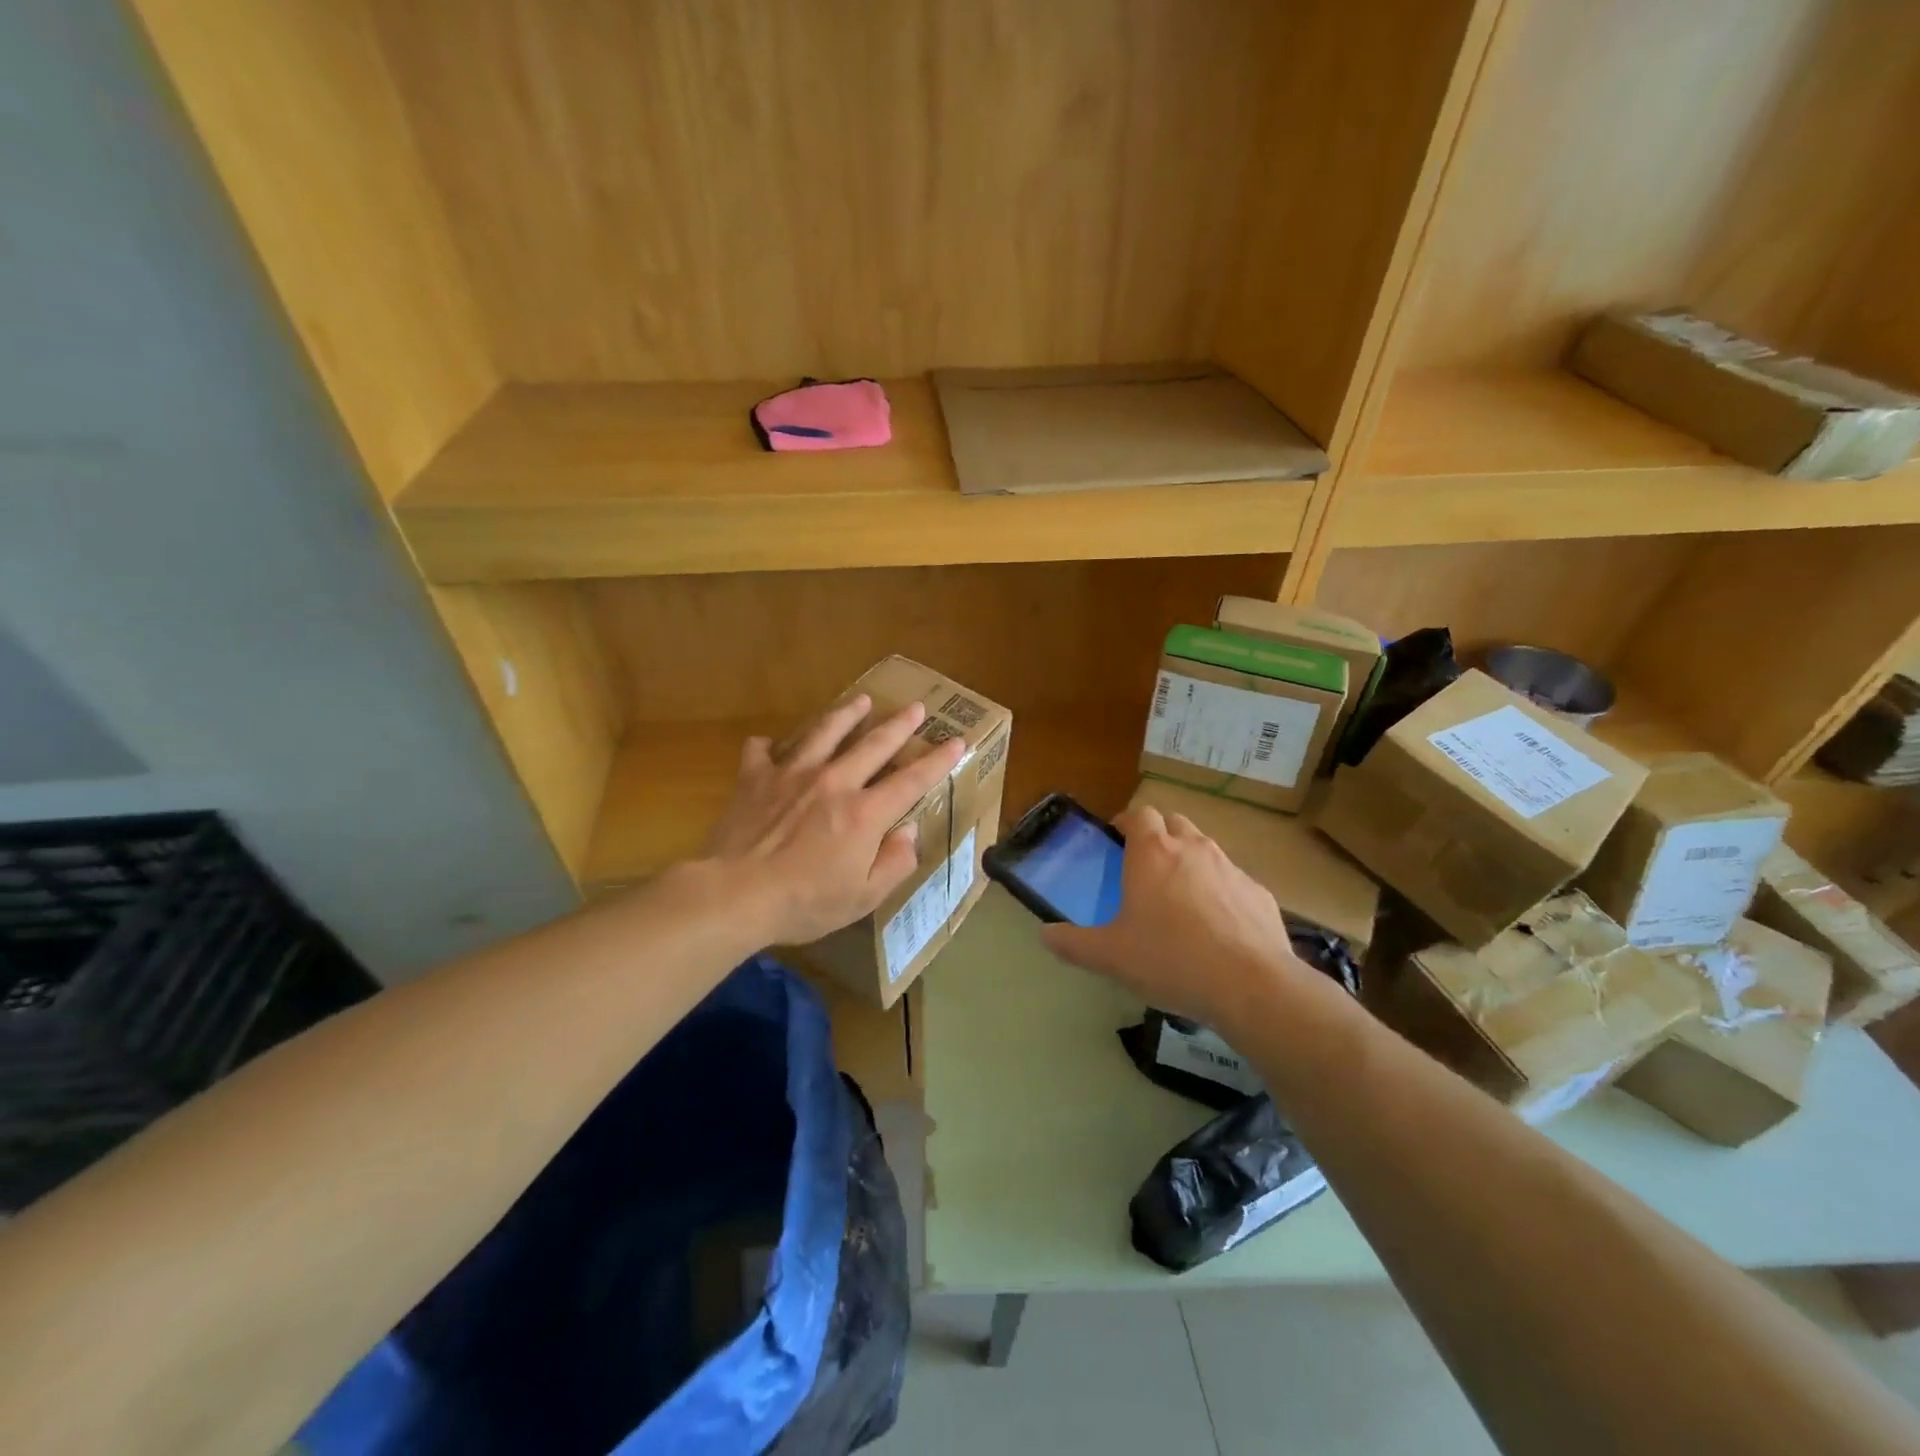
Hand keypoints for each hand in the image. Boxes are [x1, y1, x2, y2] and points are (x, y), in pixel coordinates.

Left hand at [701, 694, 965, 946]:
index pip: (912, 780)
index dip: (938, 760)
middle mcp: (834, 782)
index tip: (956, 741)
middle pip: (874, 744)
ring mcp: (793, 774)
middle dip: (899, 724)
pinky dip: (768, 746)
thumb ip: (894, 863)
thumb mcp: (863, 897)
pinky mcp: (755, 777)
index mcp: (865, 813)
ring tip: (861, 701)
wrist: (734, 894)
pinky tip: (770, 745)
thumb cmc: (804, 903)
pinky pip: (762, 751)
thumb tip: (909, 832)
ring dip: (846, 714)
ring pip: (825, 732)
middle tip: (915, 707)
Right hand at [1041, 804, 1309, 1032]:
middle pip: (1174, 823)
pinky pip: (1233, 882)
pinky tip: (1217, 929)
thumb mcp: (1111, 956)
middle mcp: (1193, 849)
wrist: (1251, 985)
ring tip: (1181, 901)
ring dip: (1190, 863)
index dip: (1126, 823)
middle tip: (1145, 870)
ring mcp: (1231, 868)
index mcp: (1153, 853)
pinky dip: (1221, 893)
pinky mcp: (1259, 893)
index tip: (1117, 842)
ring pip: (1206, 850)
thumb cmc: (1171, 959)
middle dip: (1159, 837)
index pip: (1139, 814)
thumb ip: (1074, 943)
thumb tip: (1046, 934)